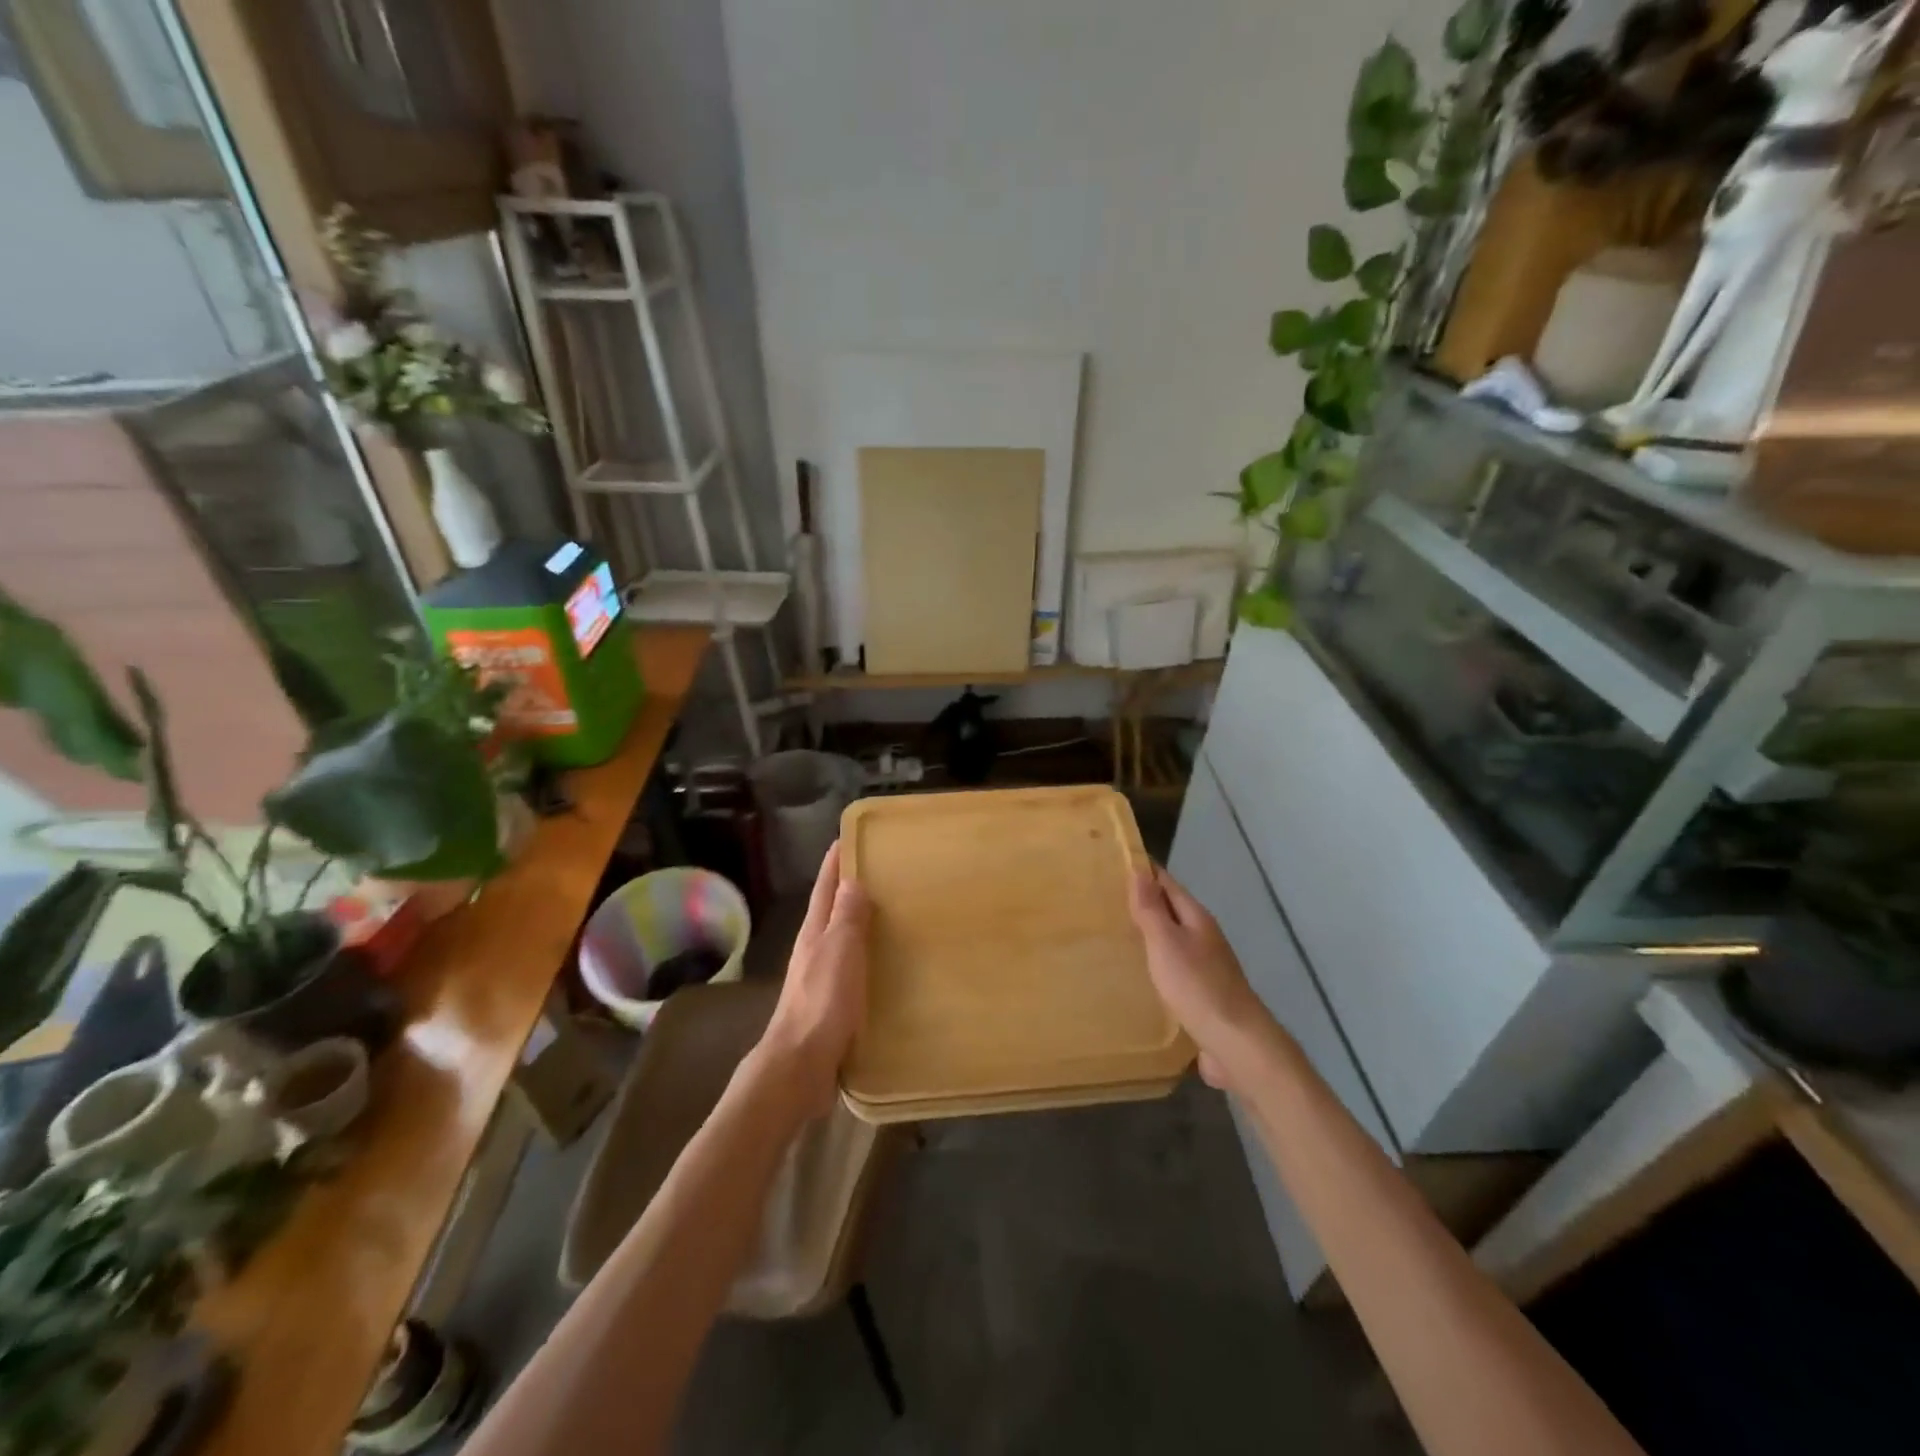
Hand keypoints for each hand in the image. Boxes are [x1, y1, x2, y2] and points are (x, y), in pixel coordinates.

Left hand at [756, 841, 869, 1116]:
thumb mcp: (839, 950)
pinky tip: (886, 966)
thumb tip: (852, 880)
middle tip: (883, 873)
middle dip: (849, 890)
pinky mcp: (831, 1005)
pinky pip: (852, 970)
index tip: (848, 838)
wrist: (801, 1064)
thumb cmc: (822, 1001)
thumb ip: (846, 916)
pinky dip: (867, 958)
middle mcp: (814, 951)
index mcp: (814, 933)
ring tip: (892, 915)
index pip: (825, 888)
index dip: (834, 863)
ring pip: (841, 941)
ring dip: (860, 925)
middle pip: (830, 911)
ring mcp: (820, 979)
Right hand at [1129, 865, 1272, 1090]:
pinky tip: (1137, 973)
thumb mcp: (1167, 943)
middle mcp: (1203, 937)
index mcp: (1197, 919)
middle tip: (1104, 897)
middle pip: (1170, 911)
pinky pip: (1173, 969)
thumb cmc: (1198, 987)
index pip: (1167, 883)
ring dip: (1148, 933)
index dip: (1143, 871)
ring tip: (1113, 933)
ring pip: (1172, 940)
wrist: (1237, 1044)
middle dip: (1142, 902)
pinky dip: (1154, 963)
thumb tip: (1139, 870)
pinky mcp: (1201, 995)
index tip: (1115, 860)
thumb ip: (1151, 909)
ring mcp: (1205, 967)